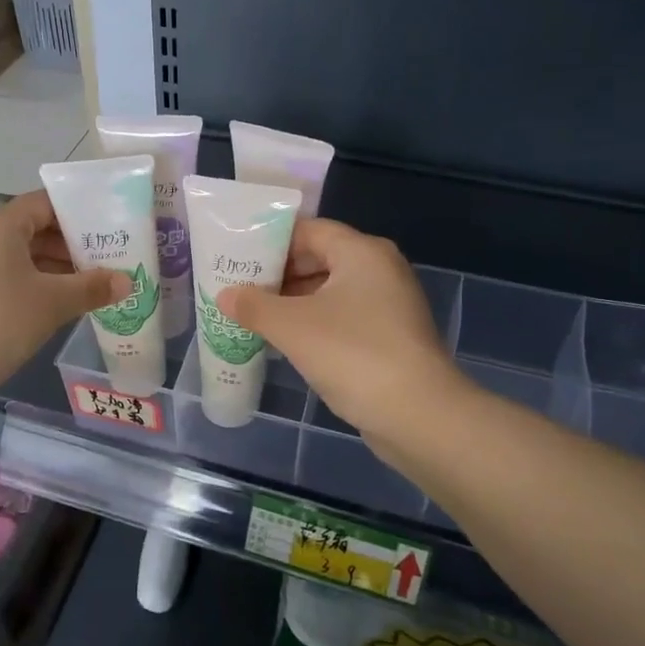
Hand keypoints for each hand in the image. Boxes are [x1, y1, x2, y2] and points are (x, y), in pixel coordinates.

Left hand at [0, 190, 129, 410]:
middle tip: (111, 261)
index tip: (111, 228)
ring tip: (94, 286)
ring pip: (22, 257)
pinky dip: (36, 286)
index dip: (80, 212)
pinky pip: (9, 278)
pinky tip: (60, 307)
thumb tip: (127, 280)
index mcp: (0, 225)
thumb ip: (92, 288)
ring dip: (57, 270)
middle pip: (35, 230)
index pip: (46, 203)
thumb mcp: (51, 304)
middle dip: (73, 245)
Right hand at [219, 219, 463, 443]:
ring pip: (330, 291)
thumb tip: (224, 295)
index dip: (270, 241)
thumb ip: (254, 306)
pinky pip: (343, 317)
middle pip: (319, 258)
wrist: (419, 415)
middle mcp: (380, 269)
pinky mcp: (390, 336)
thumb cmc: (353, 355)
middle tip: (239, 288)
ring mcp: (389, 304)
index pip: (308, 230)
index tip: (237, 257)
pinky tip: (286, 341)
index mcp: (361, 252)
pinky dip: (314, 323)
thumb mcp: (292, 327)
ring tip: (254, 316)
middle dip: (278, 274)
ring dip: (293, 302)